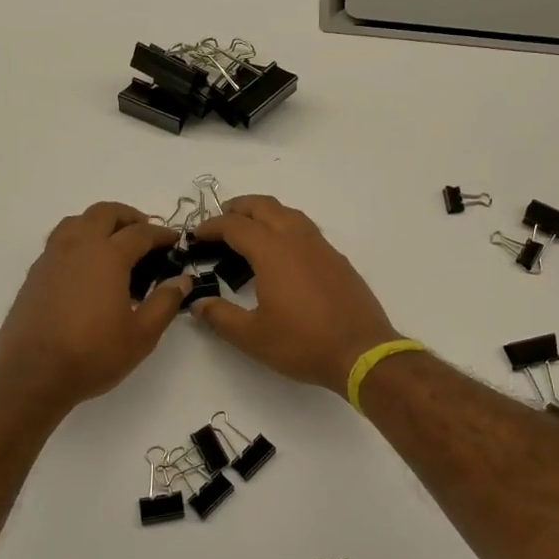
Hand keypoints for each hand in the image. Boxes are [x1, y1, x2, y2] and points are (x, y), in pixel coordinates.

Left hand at [0, 202, 189, 408]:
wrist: (32, 376)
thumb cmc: (93, 354)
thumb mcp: (142, 335)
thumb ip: (165, 302)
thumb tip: (182, 280)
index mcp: (108, 257)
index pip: (140, 233)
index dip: (162, 234)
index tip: (175, 241)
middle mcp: (78, 247)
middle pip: (104, 213)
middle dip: (129, 217)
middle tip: (145, 234)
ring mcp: (52, 258)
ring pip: (76, 222)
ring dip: (98, 223)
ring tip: (112, 243)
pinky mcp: (34, 274)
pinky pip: (59, 242)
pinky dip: (77, 241)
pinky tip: (85, 267)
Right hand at [190, 196, 401, 395]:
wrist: (361, 351)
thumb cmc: (303, 343)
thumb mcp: (253, 336)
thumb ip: (220, 316)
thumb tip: (197, 302)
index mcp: (273, 252)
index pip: (236, 226)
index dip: (212, 226)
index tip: (196, 235)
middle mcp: (297, 239)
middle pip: (264, 207)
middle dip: (238, 208)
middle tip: (220, 220)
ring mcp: (321, 247)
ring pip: (288, 213)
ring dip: (264, 213)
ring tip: (249, 229)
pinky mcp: (337, 259)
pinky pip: (306, 229)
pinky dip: (286, 226)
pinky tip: (283, 251)